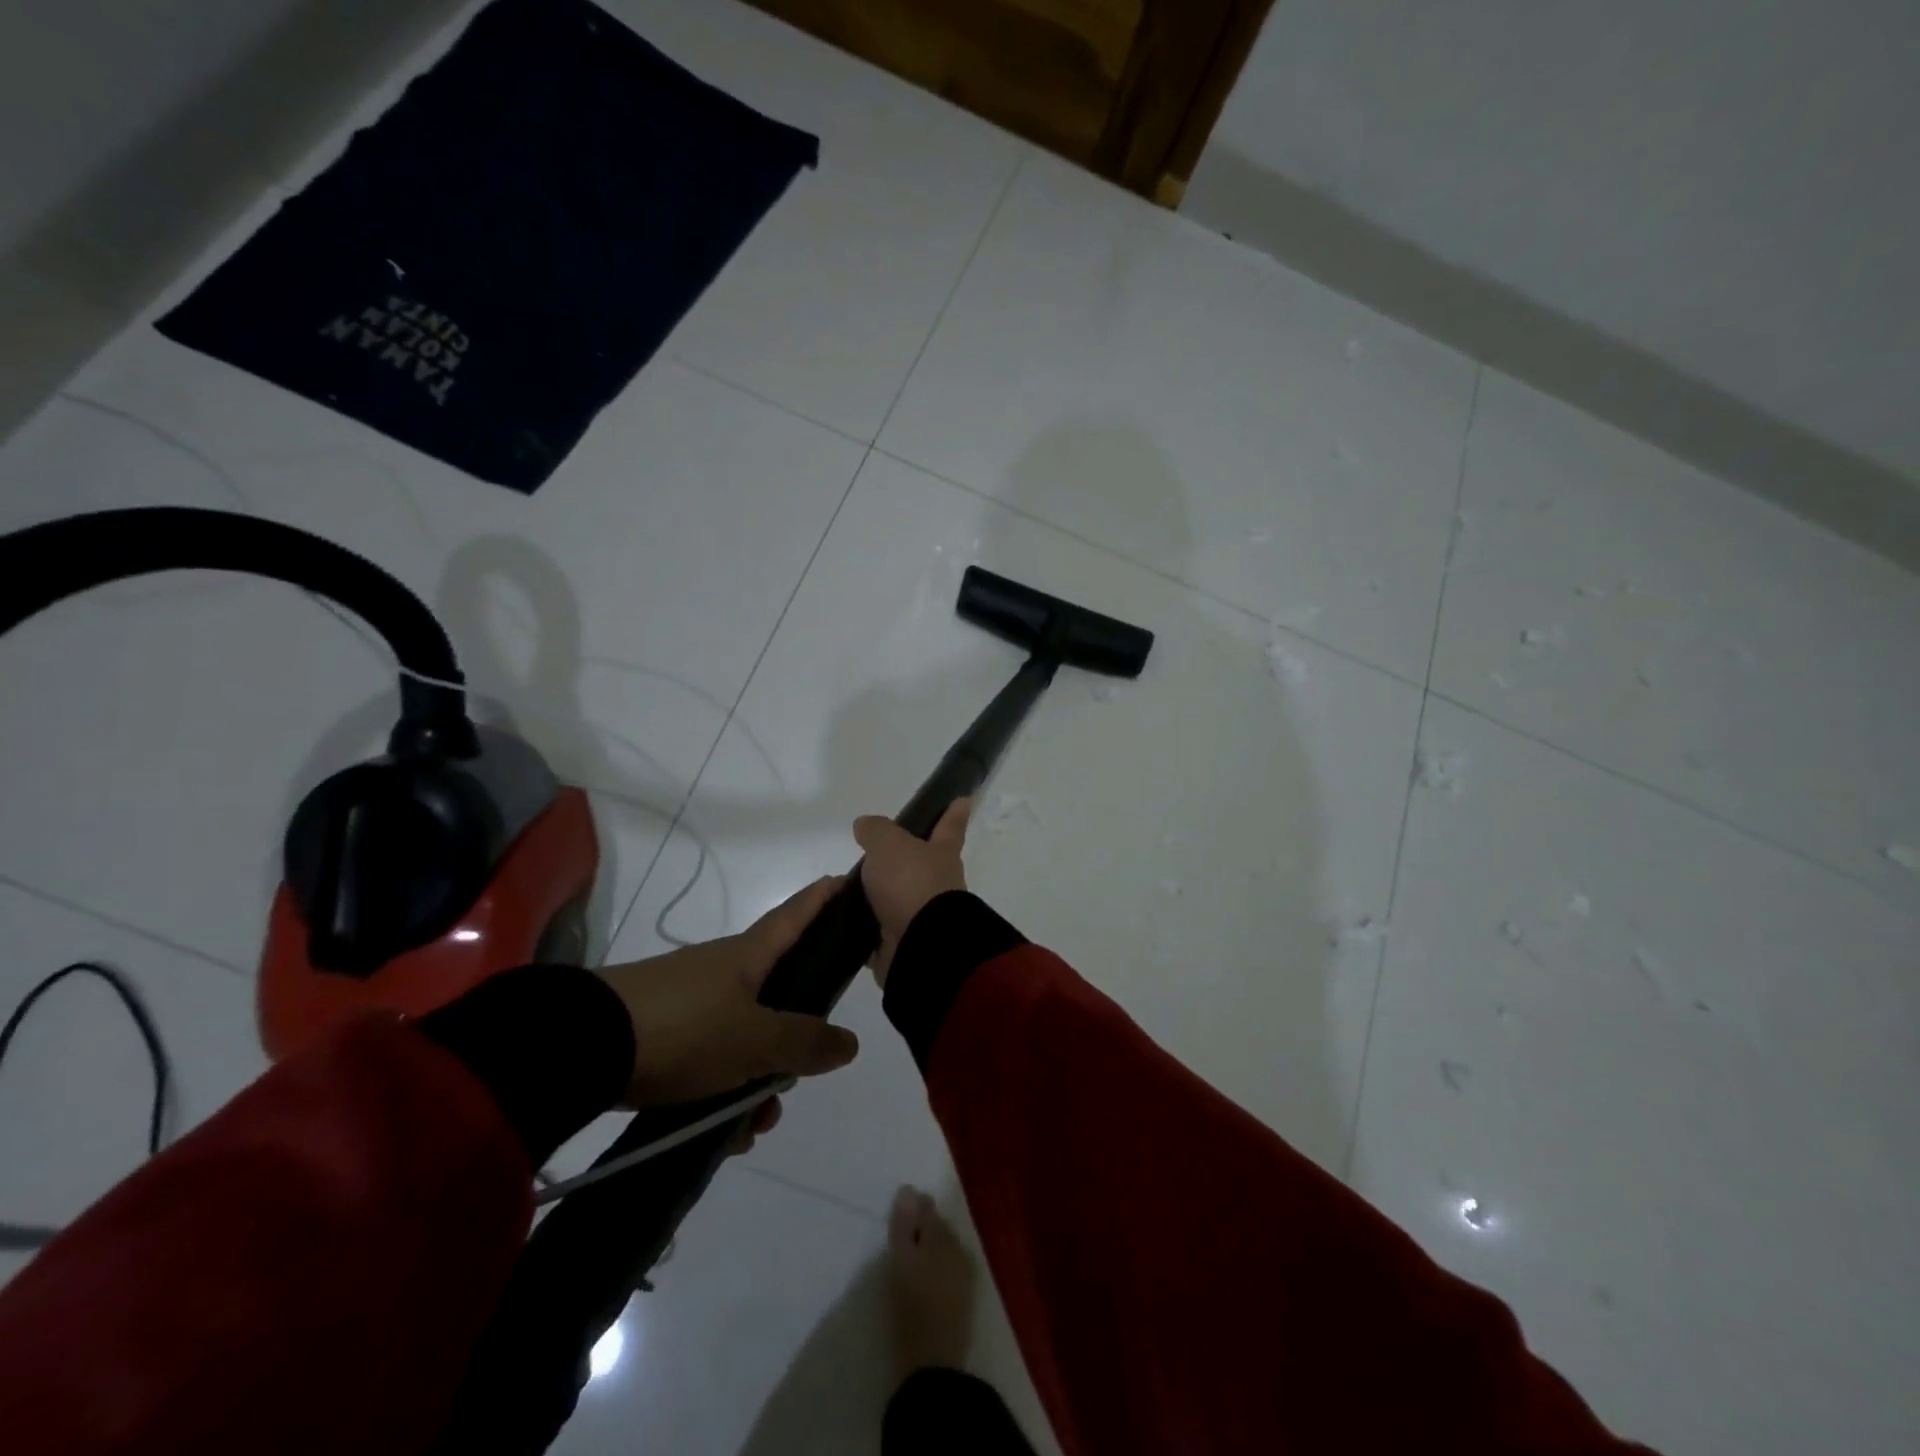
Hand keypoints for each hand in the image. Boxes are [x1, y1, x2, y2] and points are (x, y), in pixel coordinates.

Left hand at [598, 877, 859, 1110]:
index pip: (798, 913)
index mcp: (750, 954)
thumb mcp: (754, 1040)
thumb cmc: (684, 1028)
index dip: (827, 896)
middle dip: (798, 1035)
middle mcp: (725, 970)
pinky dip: (725, 1091)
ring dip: (759, 1079)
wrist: (582, 1048)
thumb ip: (805, 1042)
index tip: (852, 879)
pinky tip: (724, 1131)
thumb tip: (850, 1042)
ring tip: (755, 1125)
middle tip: (803, 1073)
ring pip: (746, 1035)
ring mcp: (692, 1001)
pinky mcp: (664, 1032)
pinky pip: (712, 1058)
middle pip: (780, 990)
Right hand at [853, 799, 970, 984]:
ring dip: (871, 893)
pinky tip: (840, 916)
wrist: (920, 946)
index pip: (950, 826)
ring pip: (892, 896)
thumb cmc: (911, 883)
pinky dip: (858, 922)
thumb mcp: (889, 844)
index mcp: (942, 854)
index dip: (954, 812)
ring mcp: (919, 915)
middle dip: (898, 860)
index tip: (963, 799)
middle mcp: (936, 884)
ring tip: (841, 888)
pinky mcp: (900, 943)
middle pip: (918, 864)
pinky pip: (873, 927)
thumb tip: (866, 826)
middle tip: (871, 853)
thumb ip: (876, 830)